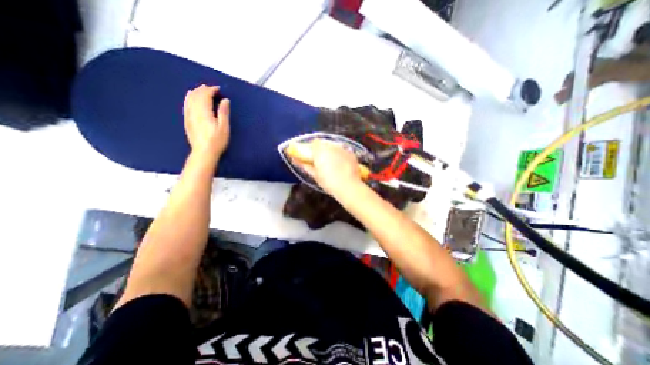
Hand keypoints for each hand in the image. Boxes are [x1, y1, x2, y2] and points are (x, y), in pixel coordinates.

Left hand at [182, 86, 230, 158]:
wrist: (204, 153)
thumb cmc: (217, 141)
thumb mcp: (224, 128)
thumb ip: (224, 113)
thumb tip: (225, 100)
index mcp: (204, 112)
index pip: (205, 96)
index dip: (212, 90)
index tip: (219, 89)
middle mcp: (194, 111)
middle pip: (197, 96)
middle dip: (204, 89)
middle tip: (212, 88)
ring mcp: (189, 116)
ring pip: (190, 99)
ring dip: (196, 92)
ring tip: (202, 89)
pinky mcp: (187, 120)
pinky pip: (186, 105)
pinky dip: (188, 98)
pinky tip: (190, 96)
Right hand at [294, 139, 362, 195]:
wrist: (349, 187)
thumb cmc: (329, 182)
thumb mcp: (315, 175)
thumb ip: (305, 165)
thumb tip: (296, 160)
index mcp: (320, 150)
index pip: (314, 143)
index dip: (312, 149)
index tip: (312, 157)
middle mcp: (331, 146)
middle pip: (324, 144)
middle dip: (322, 151)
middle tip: (322, 162)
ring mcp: (343, 149)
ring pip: (334, 147)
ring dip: (331, 152)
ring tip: (333, 164)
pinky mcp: (351, 153)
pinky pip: (343, 151)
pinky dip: (341, 156)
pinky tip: (342, 165)